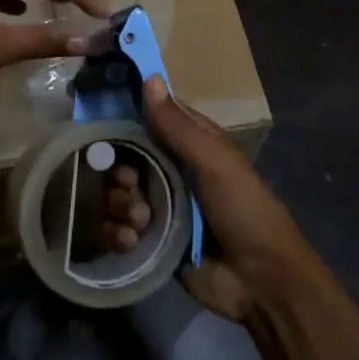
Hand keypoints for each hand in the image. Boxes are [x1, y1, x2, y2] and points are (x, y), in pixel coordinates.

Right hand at [104, 74, 314, 321]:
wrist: (260, 282)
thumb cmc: (244, 210)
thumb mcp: (215, 162)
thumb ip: (179, 126)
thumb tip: (149, 77)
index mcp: (191, 144)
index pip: (151, 117)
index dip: (125, 113)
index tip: (97, 113)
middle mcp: (171, 170)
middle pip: (124, 157)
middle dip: (119, 172)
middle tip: (130, 184)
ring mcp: (159, 206)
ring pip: (116, 193)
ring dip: (119, 205)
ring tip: (139, 221)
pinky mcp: (149, 241)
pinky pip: (116, 228)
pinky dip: (117, 233)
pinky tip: (131, 242)